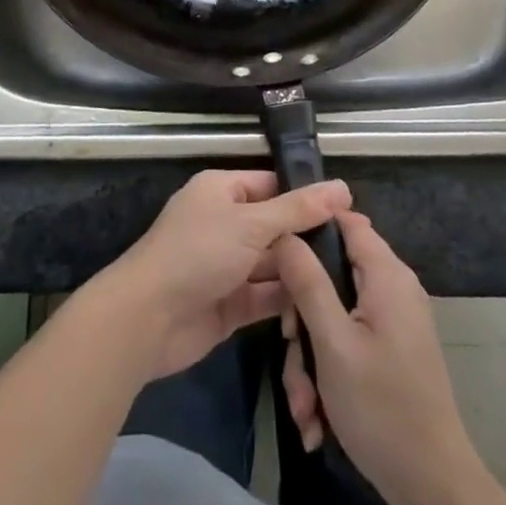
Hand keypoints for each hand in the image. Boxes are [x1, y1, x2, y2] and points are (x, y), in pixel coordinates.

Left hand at [90, 170, 351, 382]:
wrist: (148, 319)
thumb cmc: (198, 253)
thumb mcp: (252, 224)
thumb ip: (298, 210)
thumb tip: (342, 187)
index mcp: (221, 191)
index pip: (271, 185)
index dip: (306, 195)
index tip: (349, 209)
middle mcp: (224, 224)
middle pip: (274, 226)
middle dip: (308, 238)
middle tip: (357, 248)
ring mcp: (226, 266)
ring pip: (272, 264)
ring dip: (301, 271)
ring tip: (350, 279)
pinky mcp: (229, 304)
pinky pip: (265, 297)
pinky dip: (288, 300)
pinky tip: (325, 306)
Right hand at [276, 211, 476, 504]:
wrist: (433, 486)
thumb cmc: (381, 407)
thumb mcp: (332, 342)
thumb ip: (307, 282)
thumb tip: (286, 231)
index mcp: (387, 275)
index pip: (345, 220)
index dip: (308, 228)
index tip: (275, 254)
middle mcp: (394, 288)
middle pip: (332, 275)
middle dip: (303, 318)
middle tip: (291, 352)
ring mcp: (394, 321)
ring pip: (334, 316)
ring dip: (311, 358)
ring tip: (305, 406)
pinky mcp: (391, 350)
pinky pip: (348, 341)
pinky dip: (329, 373)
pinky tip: (318, 417)